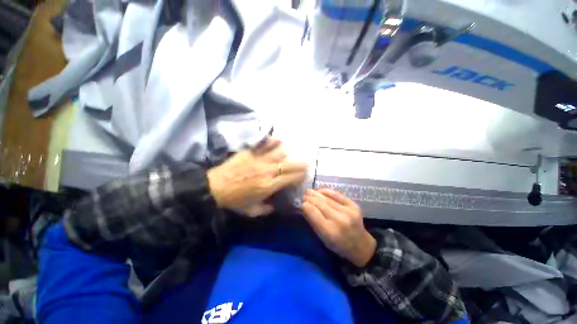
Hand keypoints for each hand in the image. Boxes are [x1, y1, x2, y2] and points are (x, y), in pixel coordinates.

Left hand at [207, 138, 307, 216]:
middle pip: (289, 164)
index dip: (301, 176)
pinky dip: (273, 141)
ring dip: (289, 153)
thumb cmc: (234, 201)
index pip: (291, 178)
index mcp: (269, 186)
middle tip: (305, 163)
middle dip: (301, 164)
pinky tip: (279, 140)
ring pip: (280, 152)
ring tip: (293, 154)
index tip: (304, 175)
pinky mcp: (251, 152)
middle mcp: (267, 171)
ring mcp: (259, 159)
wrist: (214, 188)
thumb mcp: (251, 211)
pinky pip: (265, 144)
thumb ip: (267, 209)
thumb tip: (277, 205)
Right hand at [301, 189, 375, 267]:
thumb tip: (303, 207)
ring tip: (309, 191)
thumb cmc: (339, 245)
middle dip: (309, 198)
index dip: (305, 205)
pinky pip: (337, 195)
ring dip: (316, 193)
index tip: (300, 203)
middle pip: (320, 204)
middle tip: (303, 195)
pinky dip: (327, 191)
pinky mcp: (354, 205)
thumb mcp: (323, 239)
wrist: (361, 246)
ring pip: (327, 198)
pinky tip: (320, 190)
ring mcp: (348, 211)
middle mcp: (339, 220)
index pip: (313, 213)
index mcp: (330, 232)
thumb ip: (313, 222)